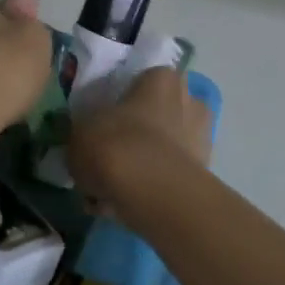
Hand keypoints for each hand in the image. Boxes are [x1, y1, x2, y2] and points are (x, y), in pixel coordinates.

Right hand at [68, 67, 211, 206]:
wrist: (152, 191)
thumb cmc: (115, 144)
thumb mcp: (80, 130)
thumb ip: (83, 130)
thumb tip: (85, 138)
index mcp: (162, 78)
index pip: (141, 82)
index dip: (119, 104)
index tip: (102, 125)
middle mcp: (190, 100)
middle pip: (155, 117)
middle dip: (135, 137)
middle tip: (106, 159)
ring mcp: (201, 138)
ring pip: (162, 150)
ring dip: (140, 166)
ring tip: (108, 191)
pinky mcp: (204, 174)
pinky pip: (167, 178)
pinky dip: (148, 189)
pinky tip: (120, 207)